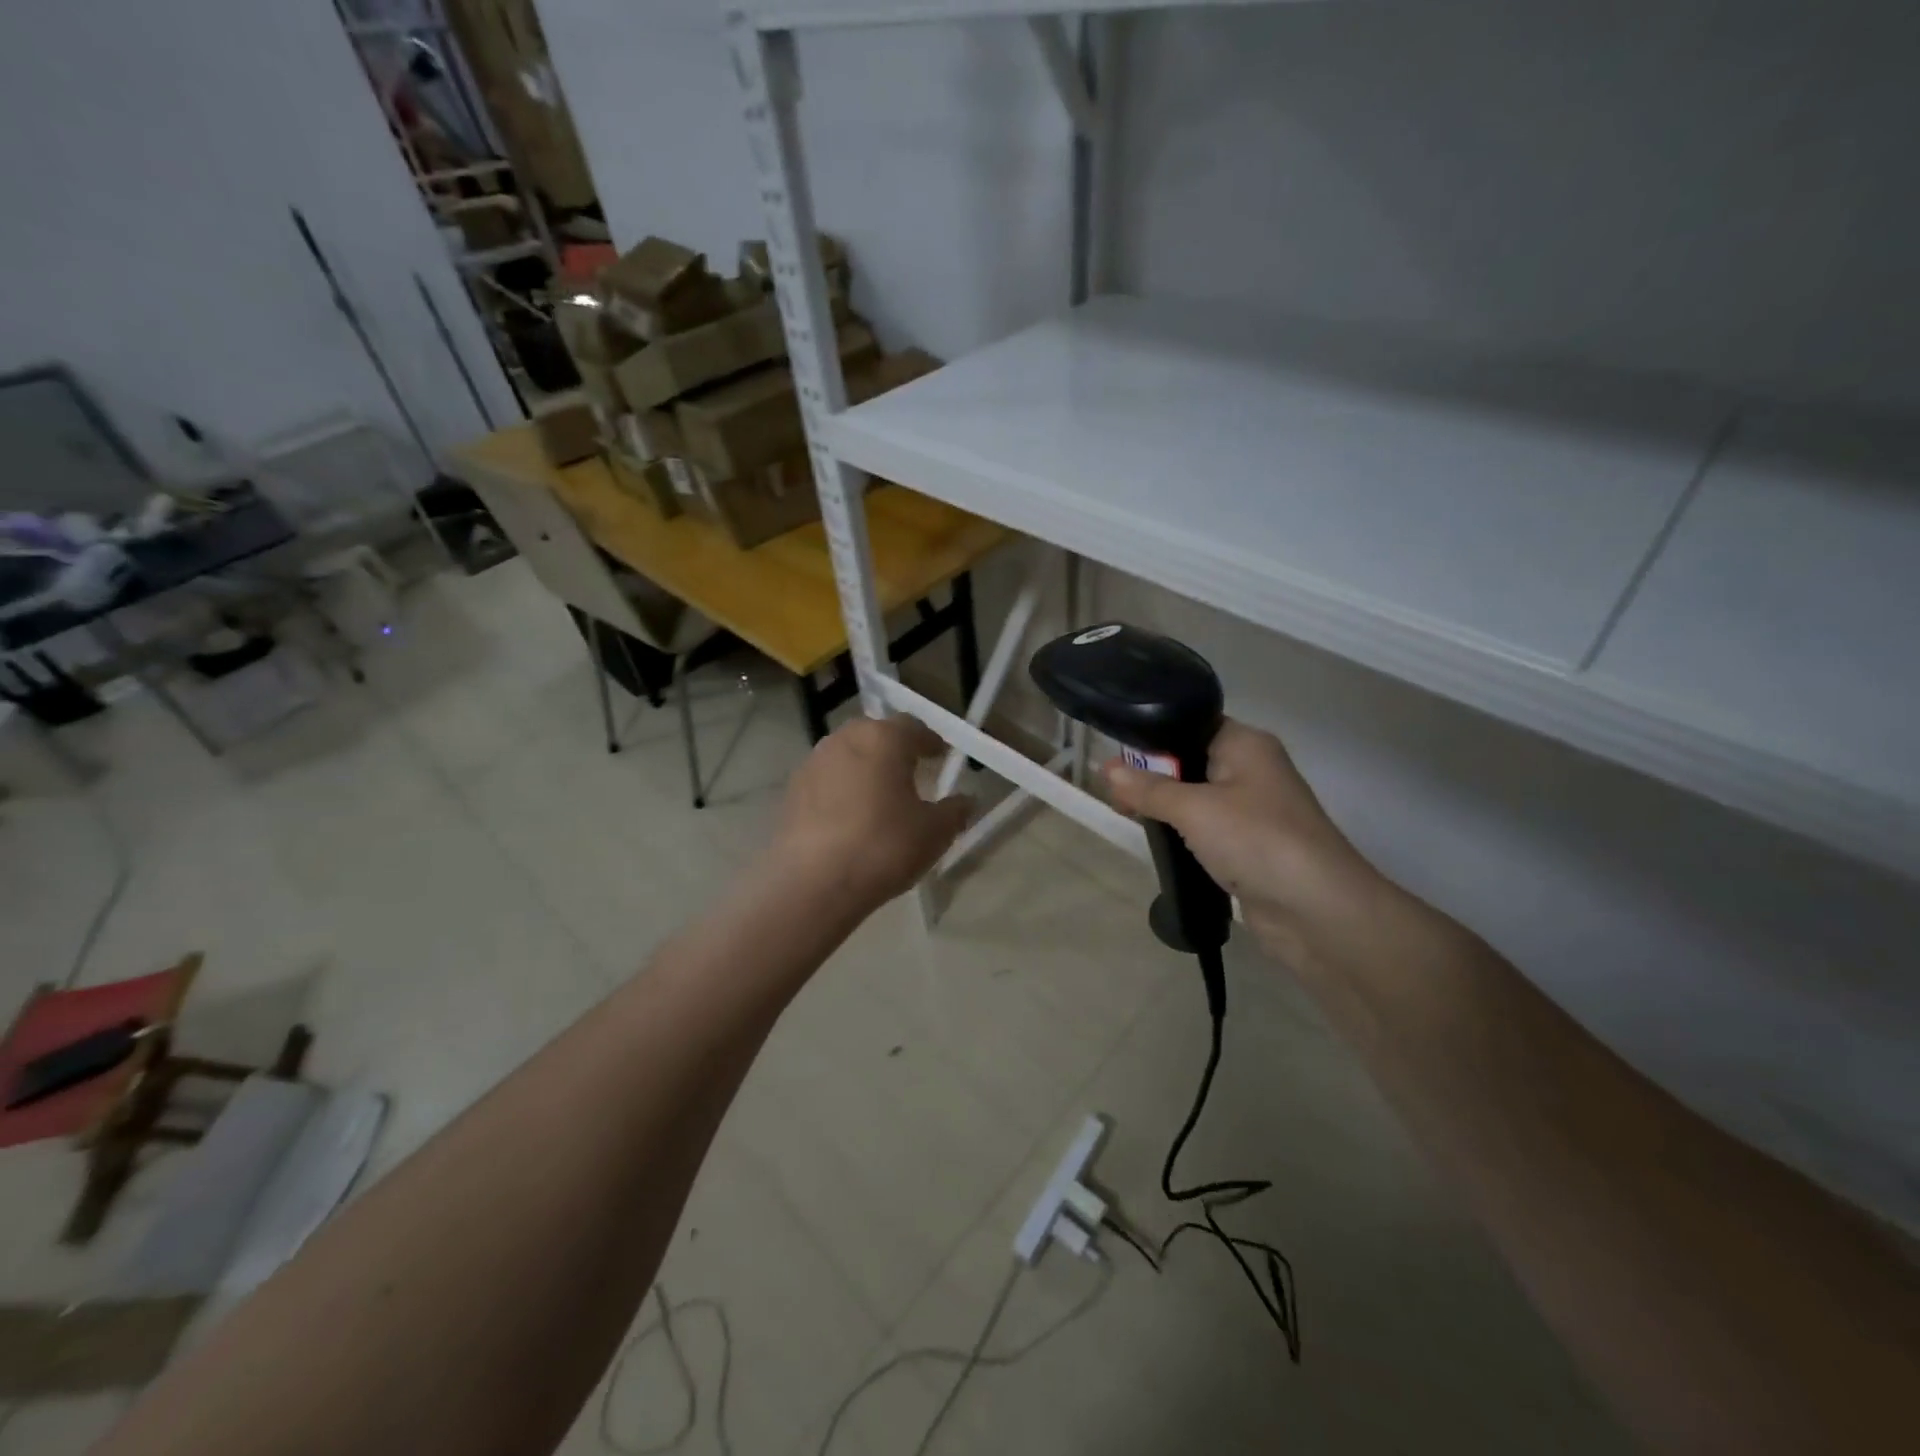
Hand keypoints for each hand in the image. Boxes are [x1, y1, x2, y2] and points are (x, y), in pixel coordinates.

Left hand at [768, 716, 971, 911]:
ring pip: (848, 755)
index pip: (913, 727)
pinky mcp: (792, 790)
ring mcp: (814, 762)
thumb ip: (954, 811)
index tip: (941, 758)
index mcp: (884, 738)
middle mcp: (846, 739)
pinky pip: (827, 779)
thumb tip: (966, 800)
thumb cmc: (883, 847)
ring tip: (880, 797)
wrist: (812, 882)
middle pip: (876, 735)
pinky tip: (851, 817)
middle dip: (895, 750)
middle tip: (912, 774)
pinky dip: (842, 789)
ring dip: (866, 768)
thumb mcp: (933, 832)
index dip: (930, 742)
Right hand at [1104, 719, 1378, 966]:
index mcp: (1245, 745)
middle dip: (1152, 774)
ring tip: (1125, 812)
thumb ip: (1149, 789)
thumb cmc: (1256, 840)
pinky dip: (1182, 833)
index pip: (1192, 724)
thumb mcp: (1194, 809)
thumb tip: (1106, 769)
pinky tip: (1156, 839)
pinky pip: (1206, 829)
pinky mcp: (1249, 846)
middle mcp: (1251, 770)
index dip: (1154, 736)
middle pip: (1191, 761)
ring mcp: (1253, 810)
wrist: (1317, 910)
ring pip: (1196, 797)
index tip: (1115, 753)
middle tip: (1112, 790)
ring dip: (1165, 806)